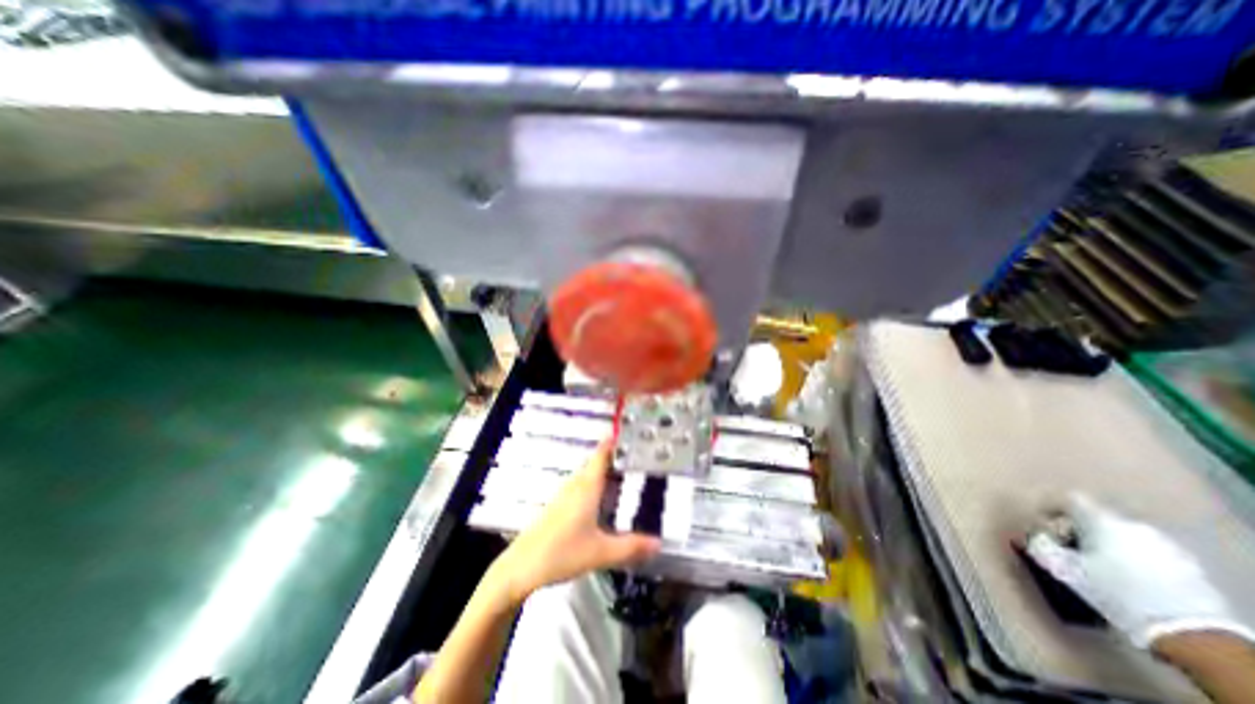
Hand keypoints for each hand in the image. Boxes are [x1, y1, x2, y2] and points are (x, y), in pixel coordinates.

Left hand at [484, 443, 661, 606]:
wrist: (522, 567)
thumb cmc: (562, 553)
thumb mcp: (601, 552)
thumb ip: (631, 547)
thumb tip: (658, 543)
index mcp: (587, 486)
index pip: (602, 453)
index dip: (614, 440)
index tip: (630, 431)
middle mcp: (575, 484)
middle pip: (596, 461)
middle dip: (615, 455)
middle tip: (636, 455)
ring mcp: (564, 494)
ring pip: (588, 474)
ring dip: (604, 470)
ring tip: (625, 473)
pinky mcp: (558, 505)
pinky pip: (581, 485)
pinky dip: (595, 484)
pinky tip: (603, 499)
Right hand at [1023, 496, 1248, 648]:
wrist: (1190, 633)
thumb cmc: (1114, 591)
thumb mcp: (1063, 568)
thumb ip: (1039, 545)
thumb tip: (1030, 535)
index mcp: (1101, 520)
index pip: (1069, 499)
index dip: (1051, 508)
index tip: (1043, 524)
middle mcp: (1132, 524)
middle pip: (1096, 518)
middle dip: (1079, 530)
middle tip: (1069, 549)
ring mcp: (1165, 545)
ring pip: (1122, 535)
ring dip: (1105, 544)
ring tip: (1098, 565)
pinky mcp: (1187, 566)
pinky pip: (1146, 551)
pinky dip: (1131, 557)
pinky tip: (1128, 578)